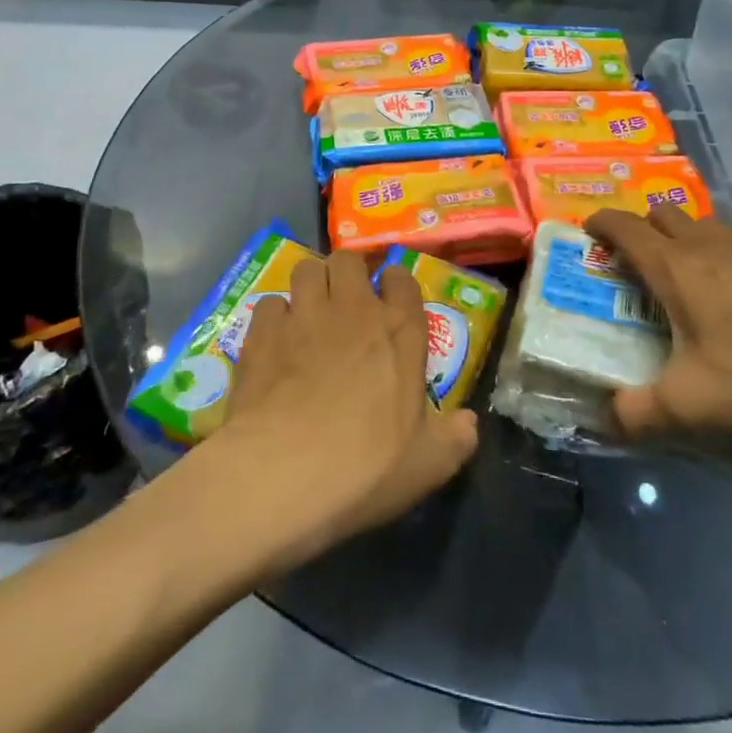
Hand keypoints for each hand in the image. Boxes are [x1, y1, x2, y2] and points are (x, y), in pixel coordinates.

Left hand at [217, 251, 479, 559]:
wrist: (282, 472)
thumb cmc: (364, 466)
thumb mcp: (427, 465)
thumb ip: (454, 439)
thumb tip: (469, 424)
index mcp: (399, 331)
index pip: (402, 279)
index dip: (394, 283)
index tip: (389, 300)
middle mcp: (353, 309)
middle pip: (348, 260)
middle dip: (346, 274)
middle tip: (344, 303)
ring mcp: (304, 315)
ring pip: (306, 269)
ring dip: (310, 285)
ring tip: (307, 313)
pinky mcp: (261, 331)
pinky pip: (270, 303)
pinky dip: (273, 318)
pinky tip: (272, 342)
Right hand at [585, 207, 731, 440]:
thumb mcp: (688, 403)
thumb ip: (638, 412)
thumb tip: (607, 420)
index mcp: (674, 265)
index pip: (625, 226)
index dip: (601, 223)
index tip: (588, 231)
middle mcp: (706, 243)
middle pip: (662, 214)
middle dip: (642, 228)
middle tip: (635, 263)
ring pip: (701, 223)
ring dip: (682, 237)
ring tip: (683, 276)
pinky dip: (718, 251)